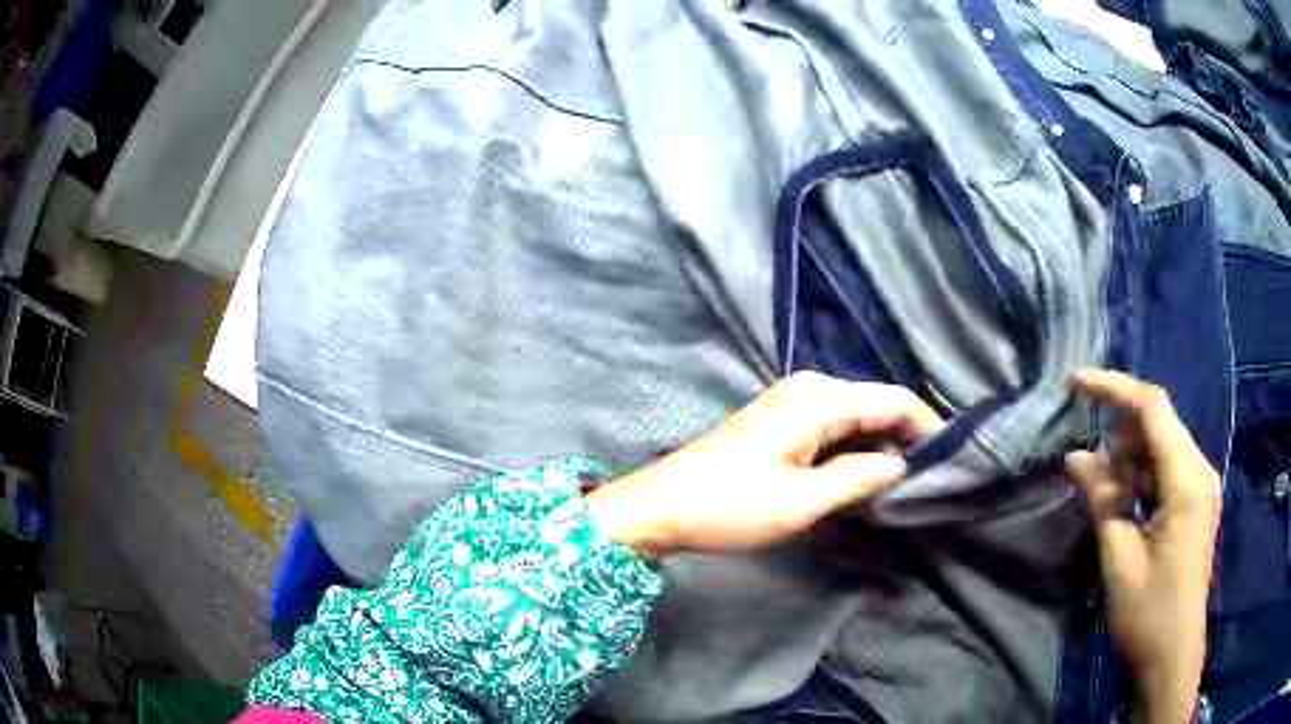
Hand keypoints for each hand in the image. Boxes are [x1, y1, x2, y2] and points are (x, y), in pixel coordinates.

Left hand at [586, 371, 943, 558]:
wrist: (662, 506)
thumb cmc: (732, 506)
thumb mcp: (803, 500)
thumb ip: (859, 477)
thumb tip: (900, 464)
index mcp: (819, 399)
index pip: (893, 400)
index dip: (927, 425)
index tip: (953, 457)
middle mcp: (810, 388)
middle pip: (877, 403)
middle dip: (907, 434)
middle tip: (934, 473)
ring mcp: (793, 402)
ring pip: (857, 414)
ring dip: (883, 441)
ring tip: (910, 477)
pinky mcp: (782, 421)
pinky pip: (835, 425)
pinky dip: (857, 444)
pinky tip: (869, 470)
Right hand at [1065, 370, 1219, 723]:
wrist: (1173, 654)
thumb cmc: (1147, 613)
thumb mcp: (1119, 559)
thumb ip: (1102, 501)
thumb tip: (1076, 458)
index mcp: (1187, 482)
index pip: (1153, 409)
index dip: (1114, 387)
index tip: (1076, 384)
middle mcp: (1200, 471)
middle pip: (1160, 423)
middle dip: (1120, 431)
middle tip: (1087, 465)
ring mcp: (1202, 486)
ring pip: (1163, 445)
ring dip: (1130, 456)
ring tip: (1102, 489)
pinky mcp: (1197, 501)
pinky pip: (1169, 468)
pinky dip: (1143, 474)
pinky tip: (1124, 498)